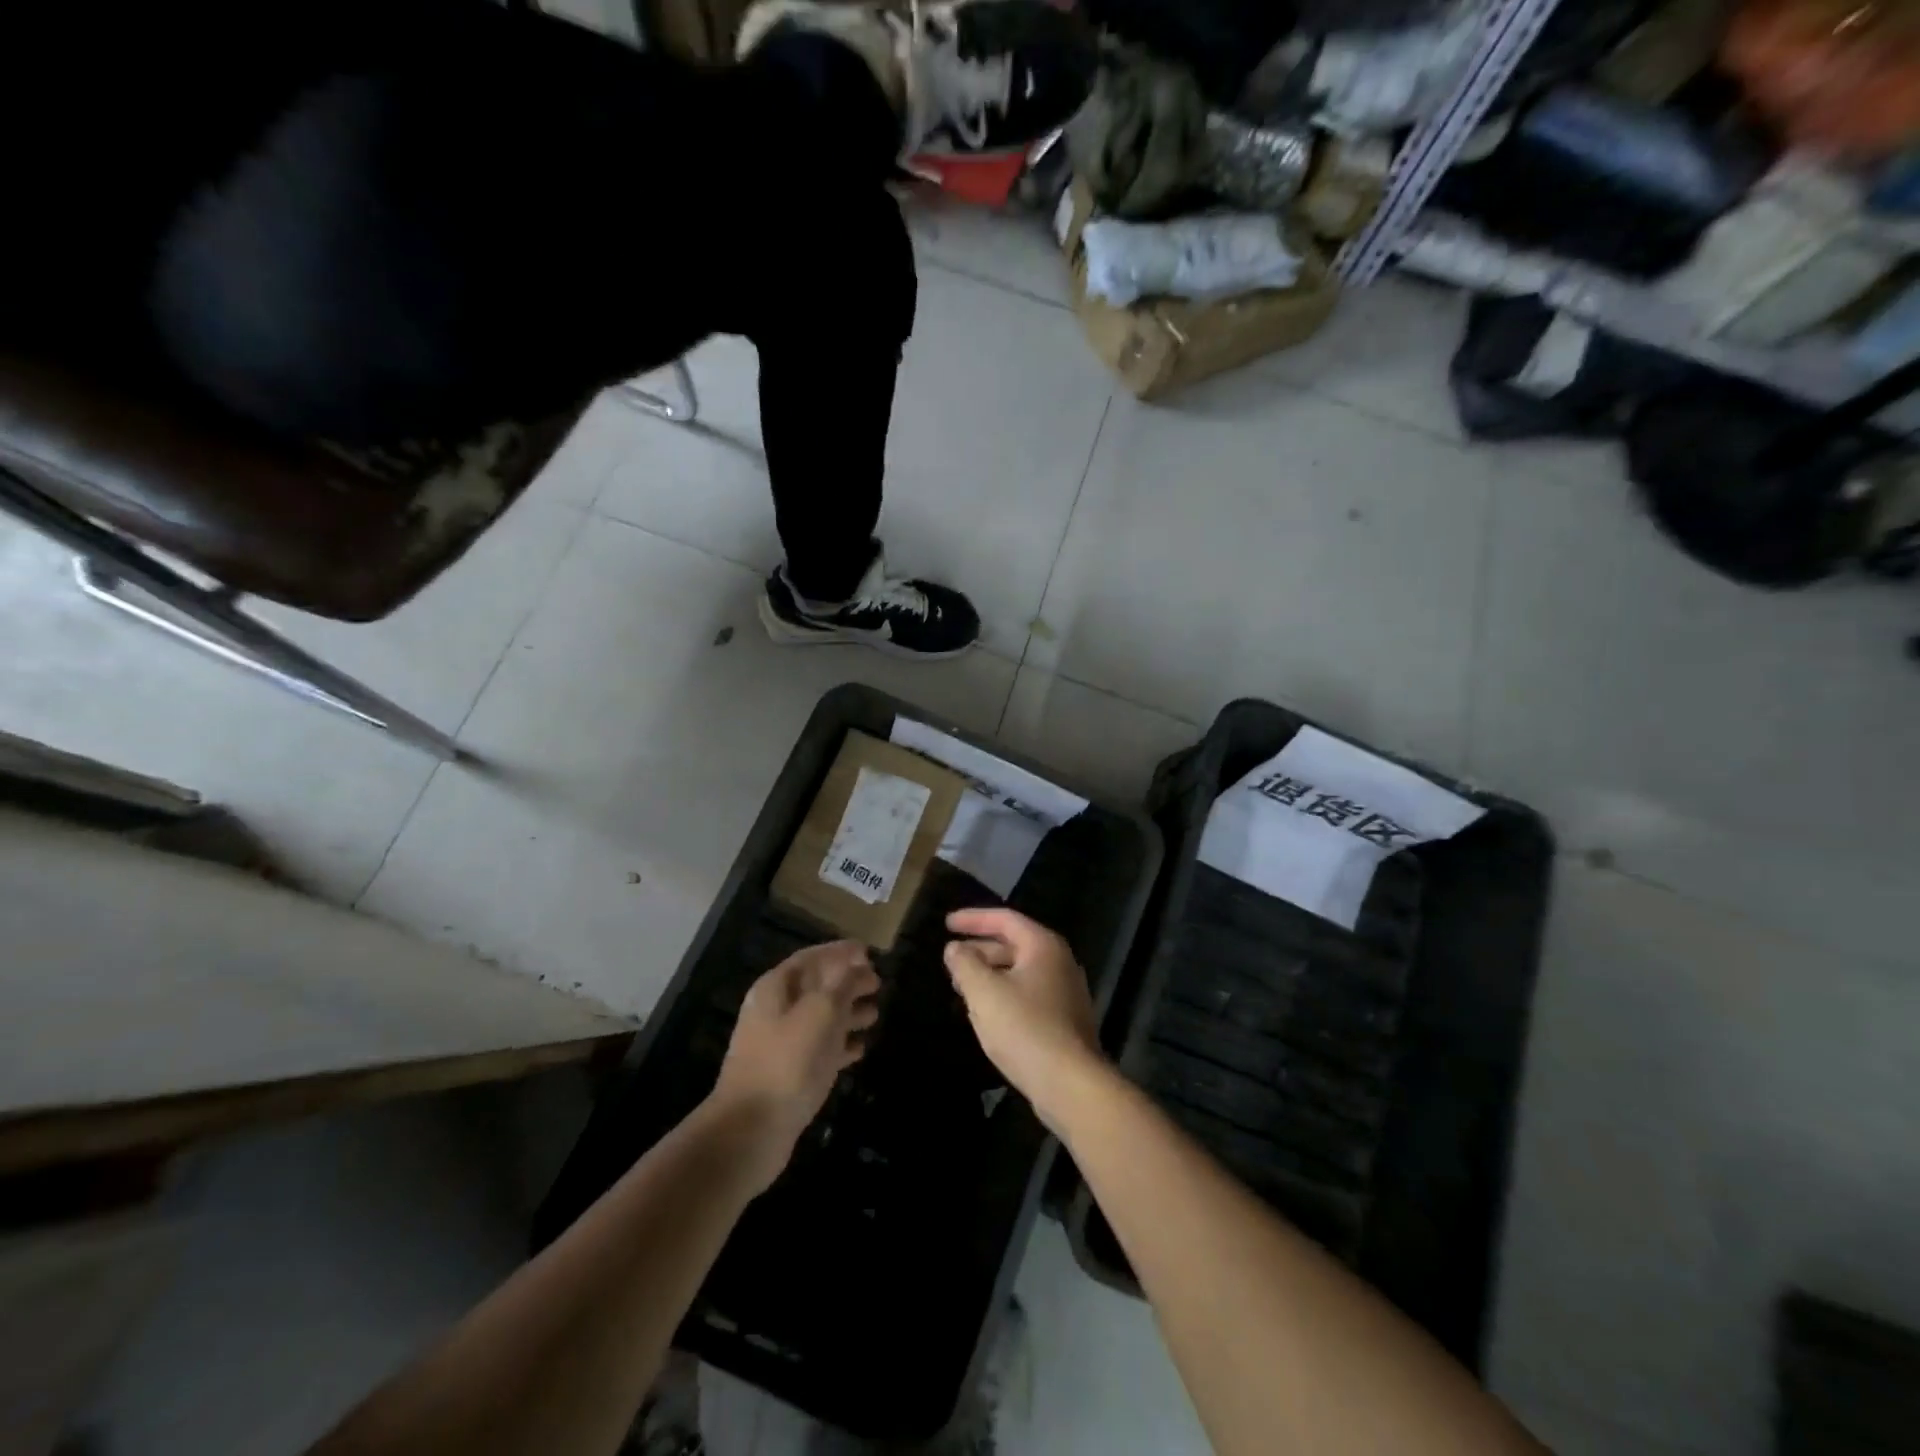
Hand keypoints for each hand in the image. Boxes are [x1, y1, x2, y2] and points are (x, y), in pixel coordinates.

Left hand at [708, 941, 879, 1189]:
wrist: (751, 1130)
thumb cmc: (788, 1061)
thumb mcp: (821, 1012)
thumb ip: (843, 984)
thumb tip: (857, 965)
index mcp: (776, 988)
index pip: (811, 957)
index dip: (840, 952)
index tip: (869, 952)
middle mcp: (775, 1011)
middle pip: (816, 987)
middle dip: (847, 982)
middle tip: (878, 983)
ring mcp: (780, 1045)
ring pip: (819, 1019)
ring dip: (847, 1013)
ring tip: (876, 1014)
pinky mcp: (788, 1075)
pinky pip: (819, 1050)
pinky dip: (839, 1045)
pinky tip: (860, 1049)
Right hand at [943, 908, 1106, 1128]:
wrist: (1070, 1083)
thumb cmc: (1024, 1028)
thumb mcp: (984, 992)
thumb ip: (965, 964)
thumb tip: (954, 948)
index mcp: (1043, 946)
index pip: (1005, 919)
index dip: (973, 919)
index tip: (946, 924)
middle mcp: (1059, 961)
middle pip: (1014, 944)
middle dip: (980, 949)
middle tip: (951, 958)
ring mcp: (1065, 991)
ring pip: (1020, 972)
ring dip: (990, 974)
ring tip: (962, 986)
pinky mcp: (1064, 1019)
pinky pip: (1028, 994)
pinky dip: (1004, 994)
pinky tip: (986, 1012)